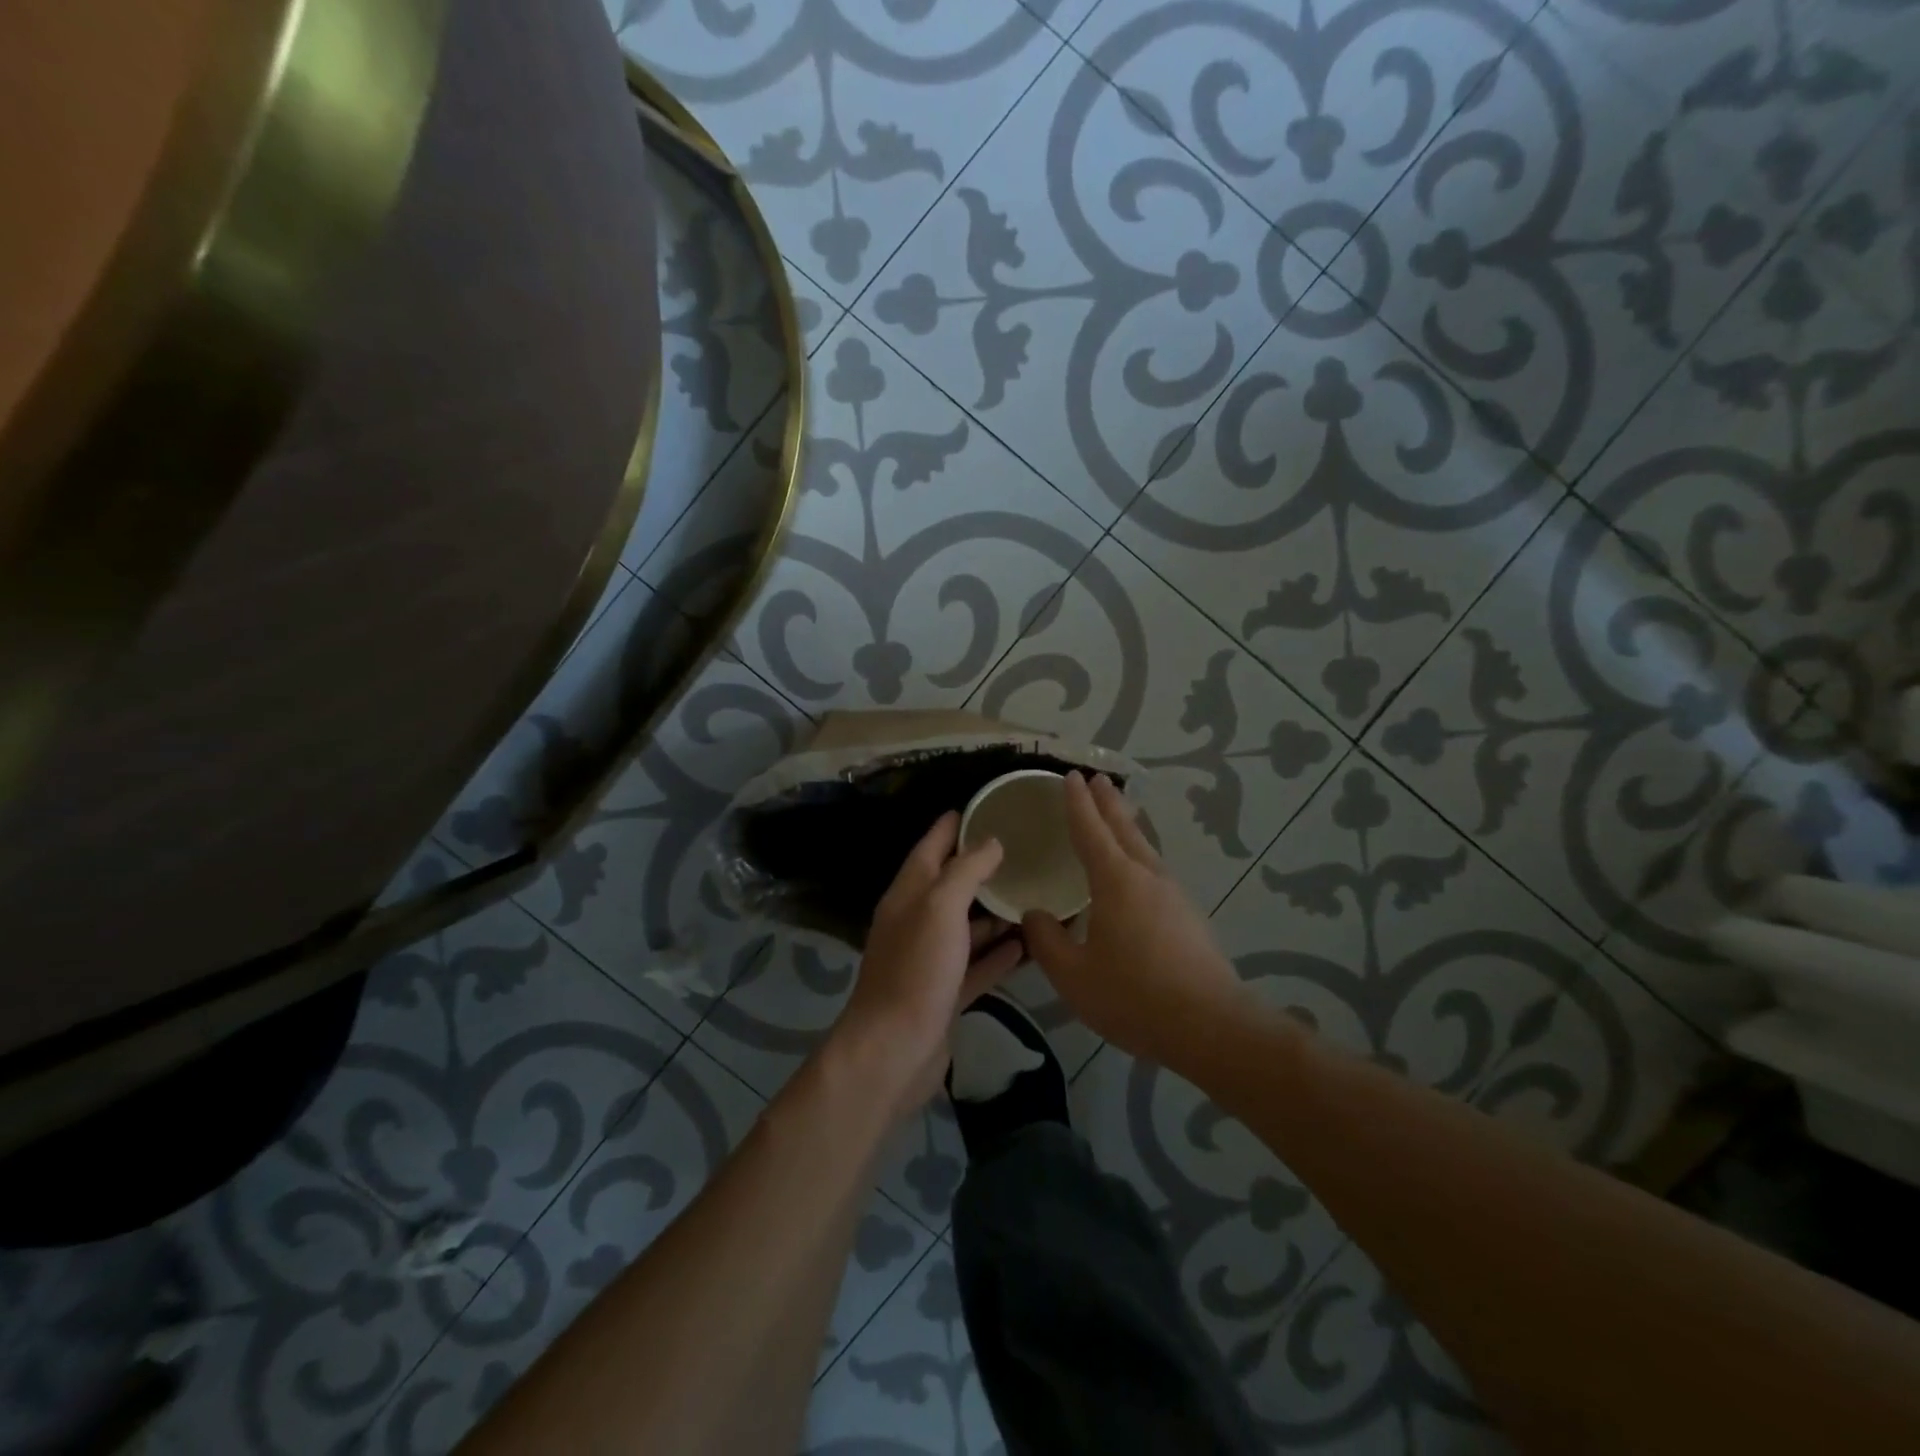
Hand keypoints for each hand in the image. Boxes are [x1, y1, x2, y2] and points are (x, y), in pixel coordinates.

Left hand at [833, 812, 1024, 1114]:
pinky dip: (1000, 955)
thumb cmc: (915, 970)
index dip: (954, 825)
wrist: (893, 1051)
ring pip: (968, 926)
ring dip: (996, 913)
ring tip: (1036, 894)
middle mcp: (917, 921)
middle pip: (952, 885)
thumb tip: (991, 841)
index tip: (985, 806)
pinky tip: (1029, 945)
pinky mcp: (946, 992)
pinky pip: (977, 965)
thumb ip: (965, 871)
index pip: (931, 846)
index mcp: (909, 894)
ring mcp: (931, 959)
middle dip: (983, 867)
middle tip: (1025, 850)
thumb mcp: (940, 908)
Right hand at [1023, 772, 1249, 1072]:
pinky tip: (1138, 870)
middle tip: (1097, 778)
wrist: (1211, 1026)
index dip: (1078, 803)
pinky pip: (1156, 869)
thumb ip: (1047, 942)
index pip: (1091, 831)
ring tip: (1118, 813)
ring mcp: (1174, 895)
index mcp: (1116, 881)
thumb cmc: (1134, 996)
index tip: (1071, 776)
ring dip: (1127, 825)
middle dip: (1108, 802)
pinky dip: (1140, 852)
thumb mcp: (1073, 976)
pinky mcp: (1189, 916)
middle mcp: (1147, 877)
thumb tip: (1034, 916)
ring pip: (1145, 847)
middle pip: (1124, 829)